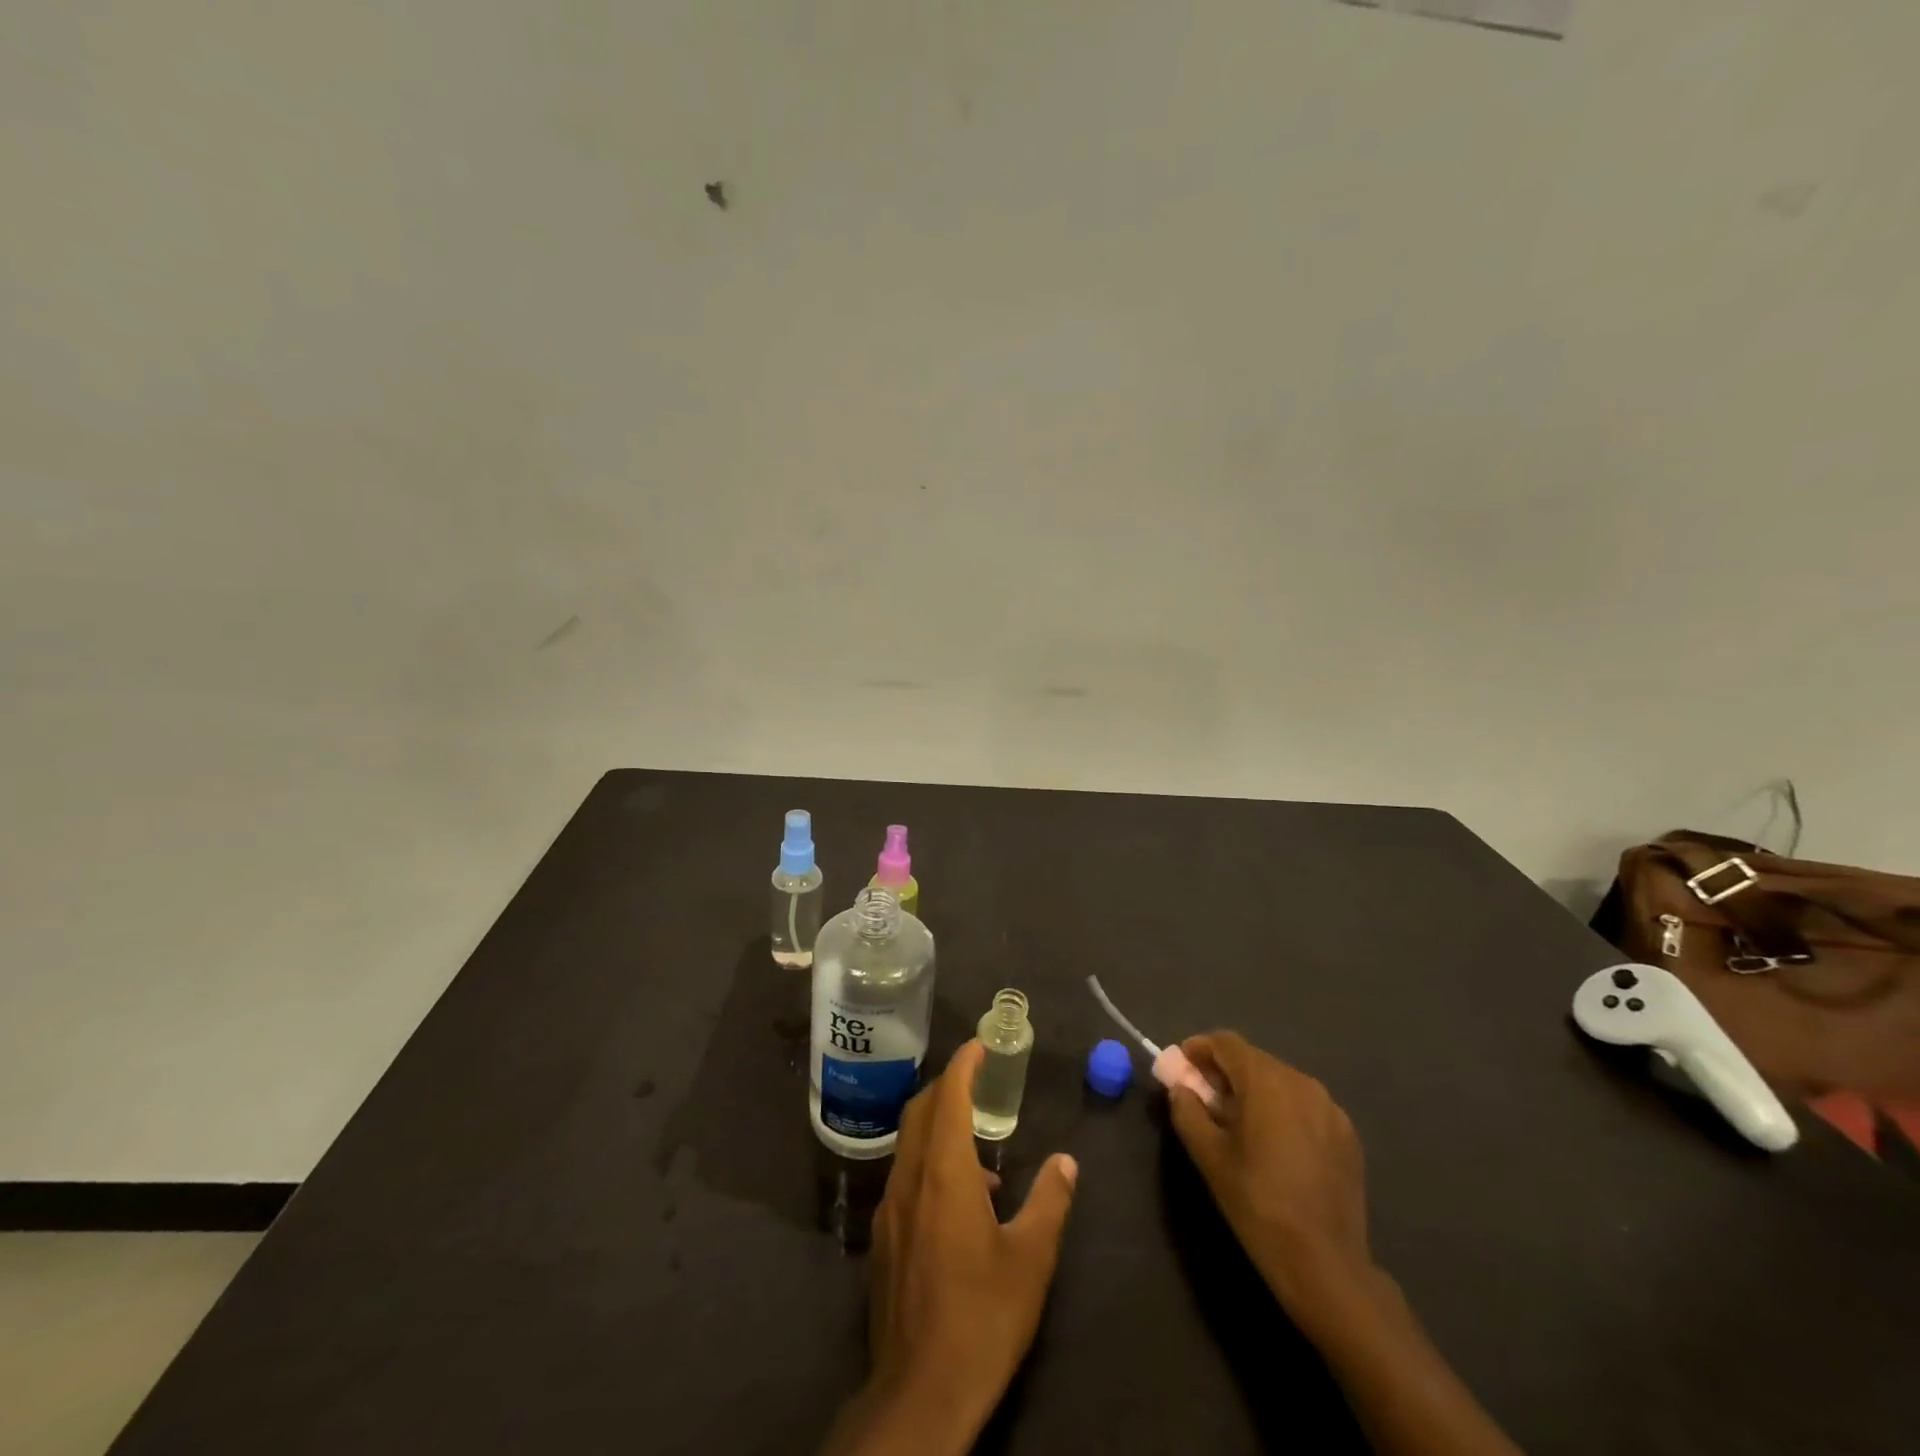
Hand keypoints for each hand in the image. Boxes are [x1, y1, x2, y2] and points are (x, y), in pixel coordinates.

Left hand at [822, 1041, 1078, 1455]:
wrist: (920, 1391)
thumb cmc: (982, 1316)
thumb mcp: (1031, 1258)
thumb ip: (1050, 1201)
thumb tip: (1066, 1161)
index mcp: (945, 1171)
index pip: (950, 1095)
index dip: (965, 1064)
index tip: (981, 1044)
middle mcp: (910, 1177)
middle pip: (922, 1109)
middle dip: (948, 1085)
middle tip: (978, 1078)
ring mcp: (890, 1207)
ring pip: (910, 1142)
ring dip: (939, 1125)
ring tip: (980, 1147)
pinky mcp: (882, 1237)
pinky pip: (905, 1175)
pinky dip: (930, 1162)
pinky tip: (960, 1200)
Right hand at [1167, 1031, 1372, 1326]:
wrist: (1326, 1263)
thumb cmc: (1257, 1203)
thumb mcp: (1208, 1156)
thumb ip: (1187, 1111)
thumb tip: (1180, 1088)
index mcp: (1266, 1080)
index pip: (1226, 1043)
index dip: (1199, 1049)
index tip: (1182, 1067)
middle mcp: (1301, 1081)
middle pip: (1254, 1060)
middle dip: (1225, 1072)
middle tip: (1204, 1098)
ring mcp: (1330, 1107)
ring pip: (1280, 1081)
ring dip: (1254, 1091)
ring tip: (1238, 1124)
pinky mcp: (1347, 1134)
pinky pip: (1305, 1106)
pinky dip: (1282, 1111)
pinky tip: (1274, 1145)